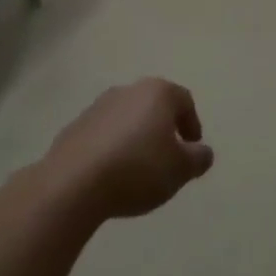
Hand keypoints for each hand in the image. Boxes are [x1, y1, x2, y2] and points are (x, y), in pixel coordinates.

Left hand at [45, 79, 214, 219]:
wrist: (72, 185)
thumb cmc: (138, 169)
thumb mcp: (181, 169)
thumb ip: (199, 158)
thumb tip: (202, 152)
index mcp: (157, 93)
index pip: (184, 101)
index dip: (192, 124)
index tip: (192, 148)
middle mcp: (127, 91)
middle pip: (153, 106)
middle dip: (163, 129)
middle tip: (167, 157)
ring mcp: (96, 107)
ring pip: (126, 119)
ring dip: (135, 138)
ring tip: (137, 169)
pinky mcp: (73, 128)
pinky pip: (102, 135)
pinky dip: (111, 148)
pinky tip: (110, 174)